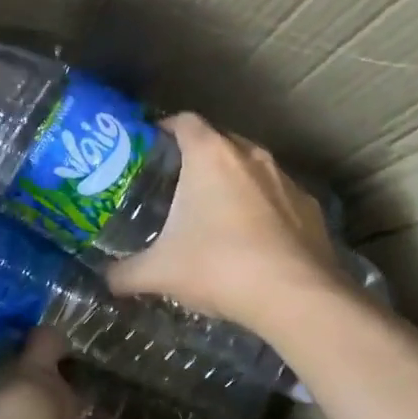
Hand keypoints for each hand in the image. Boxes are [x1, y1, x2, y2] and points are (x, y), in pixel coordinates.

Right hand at [108, 112, 347, 331]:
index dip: (165, 128)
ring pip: (253, 169)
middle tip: (177, 183)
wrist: (296, 297)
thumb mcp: (160, 272)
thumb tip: (106, 280)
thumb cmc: (218, 267)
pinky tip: (254, 239)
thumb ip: (126, 273)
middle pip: (220, 141)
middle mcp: (251, 156)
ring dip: (234, 183)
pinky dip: (264, 209)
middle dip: (199, 156)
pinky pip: (279, 198)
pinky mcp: (311, 208)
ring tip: (216, 212)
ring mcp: (286, 180)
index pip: (184, 121)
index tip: (151, 146)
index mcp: (210, 156)